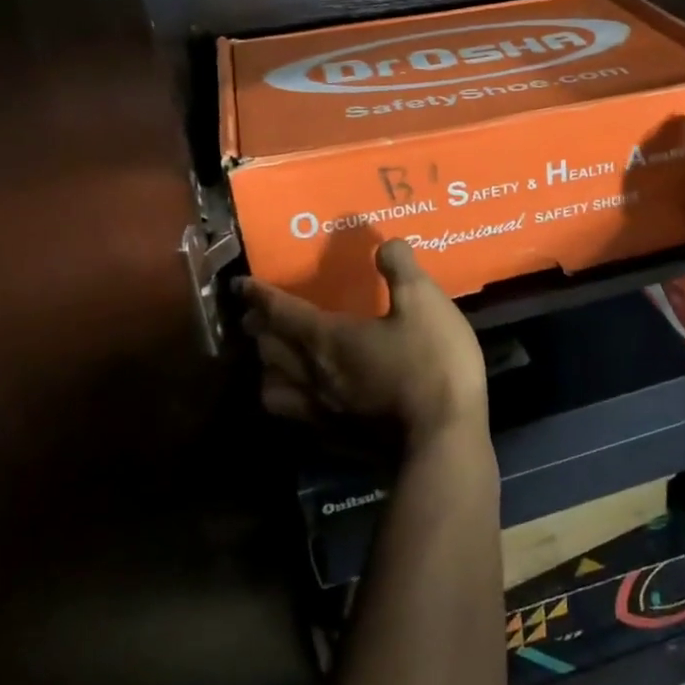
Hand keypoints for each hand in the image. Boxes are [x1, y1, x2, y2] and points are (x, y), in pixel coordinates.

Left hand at [237, 239, 488, 449]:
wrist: (443, 440)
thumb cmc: (432, 363)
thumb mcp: (425, 303)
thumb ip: (400, 269)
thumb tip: (385, 244)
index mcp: (327, 338)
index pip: (280, 312)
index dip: (259, 295)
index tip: (240, 285)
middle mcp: (313, 375)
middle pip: (269, 349)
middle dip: (259, 328)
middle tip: (257, 315)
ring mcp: (322, 413)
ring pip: (273, 389)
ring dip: (267, 368)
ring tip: (276, 358)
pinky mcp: (336, 440)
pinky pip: (297, 417)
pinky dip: (291, 400)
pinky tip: (308, 399)